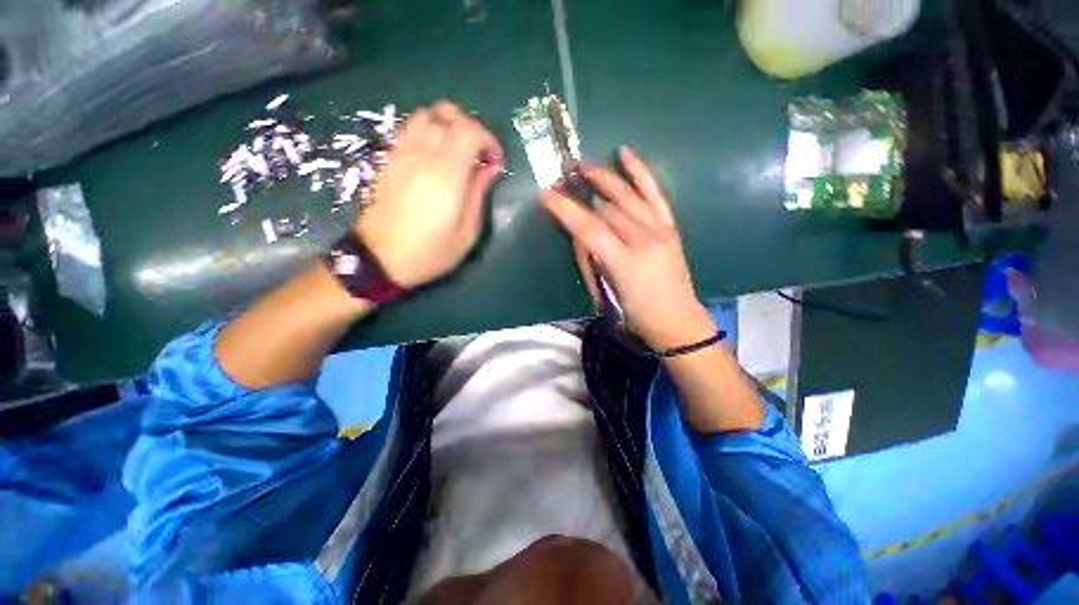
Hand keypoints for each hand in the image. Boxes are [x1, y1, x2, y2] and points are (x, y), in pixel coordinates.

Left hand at [357, 101, 503, 287]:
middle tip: (478, 153)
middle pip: (446, 113)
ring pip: (425, 115)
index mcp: (447, 175)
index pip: (469, 130)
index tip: (495, 161)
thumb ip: (479, 194)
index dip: (489, 138)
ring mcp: (402, 153)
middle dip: (470, 127)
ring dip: (447, 124)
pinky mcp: (390, 159)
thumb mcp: (467, 232)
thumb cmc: (431, 251)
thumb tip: (490, 167)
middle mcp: (423, 155)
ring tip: (457, 149)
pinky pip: (409, 128)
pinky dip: (428, 130)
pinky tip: (435, 154)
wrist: (382, 257)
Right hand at [540, 147, 714, 350]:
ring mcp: (660, 229)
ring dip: (604, 177)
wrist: (677, 319)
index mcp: (625, 262)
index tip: (545, 194)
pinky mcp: (669, 226)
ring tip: (583, 164)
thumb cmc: (636, 313)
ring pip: (628, 195)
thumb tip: (579, 235)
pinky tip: (625, 154)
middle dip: (581, 191)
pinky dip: (640, 172)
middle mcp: (644, 240)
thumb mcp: (606, 292)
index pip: (589, 228)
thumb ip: (591, 261)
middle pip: (607, 208)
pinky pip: (654, 193)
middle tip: (561, 176)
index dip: (566, 210)